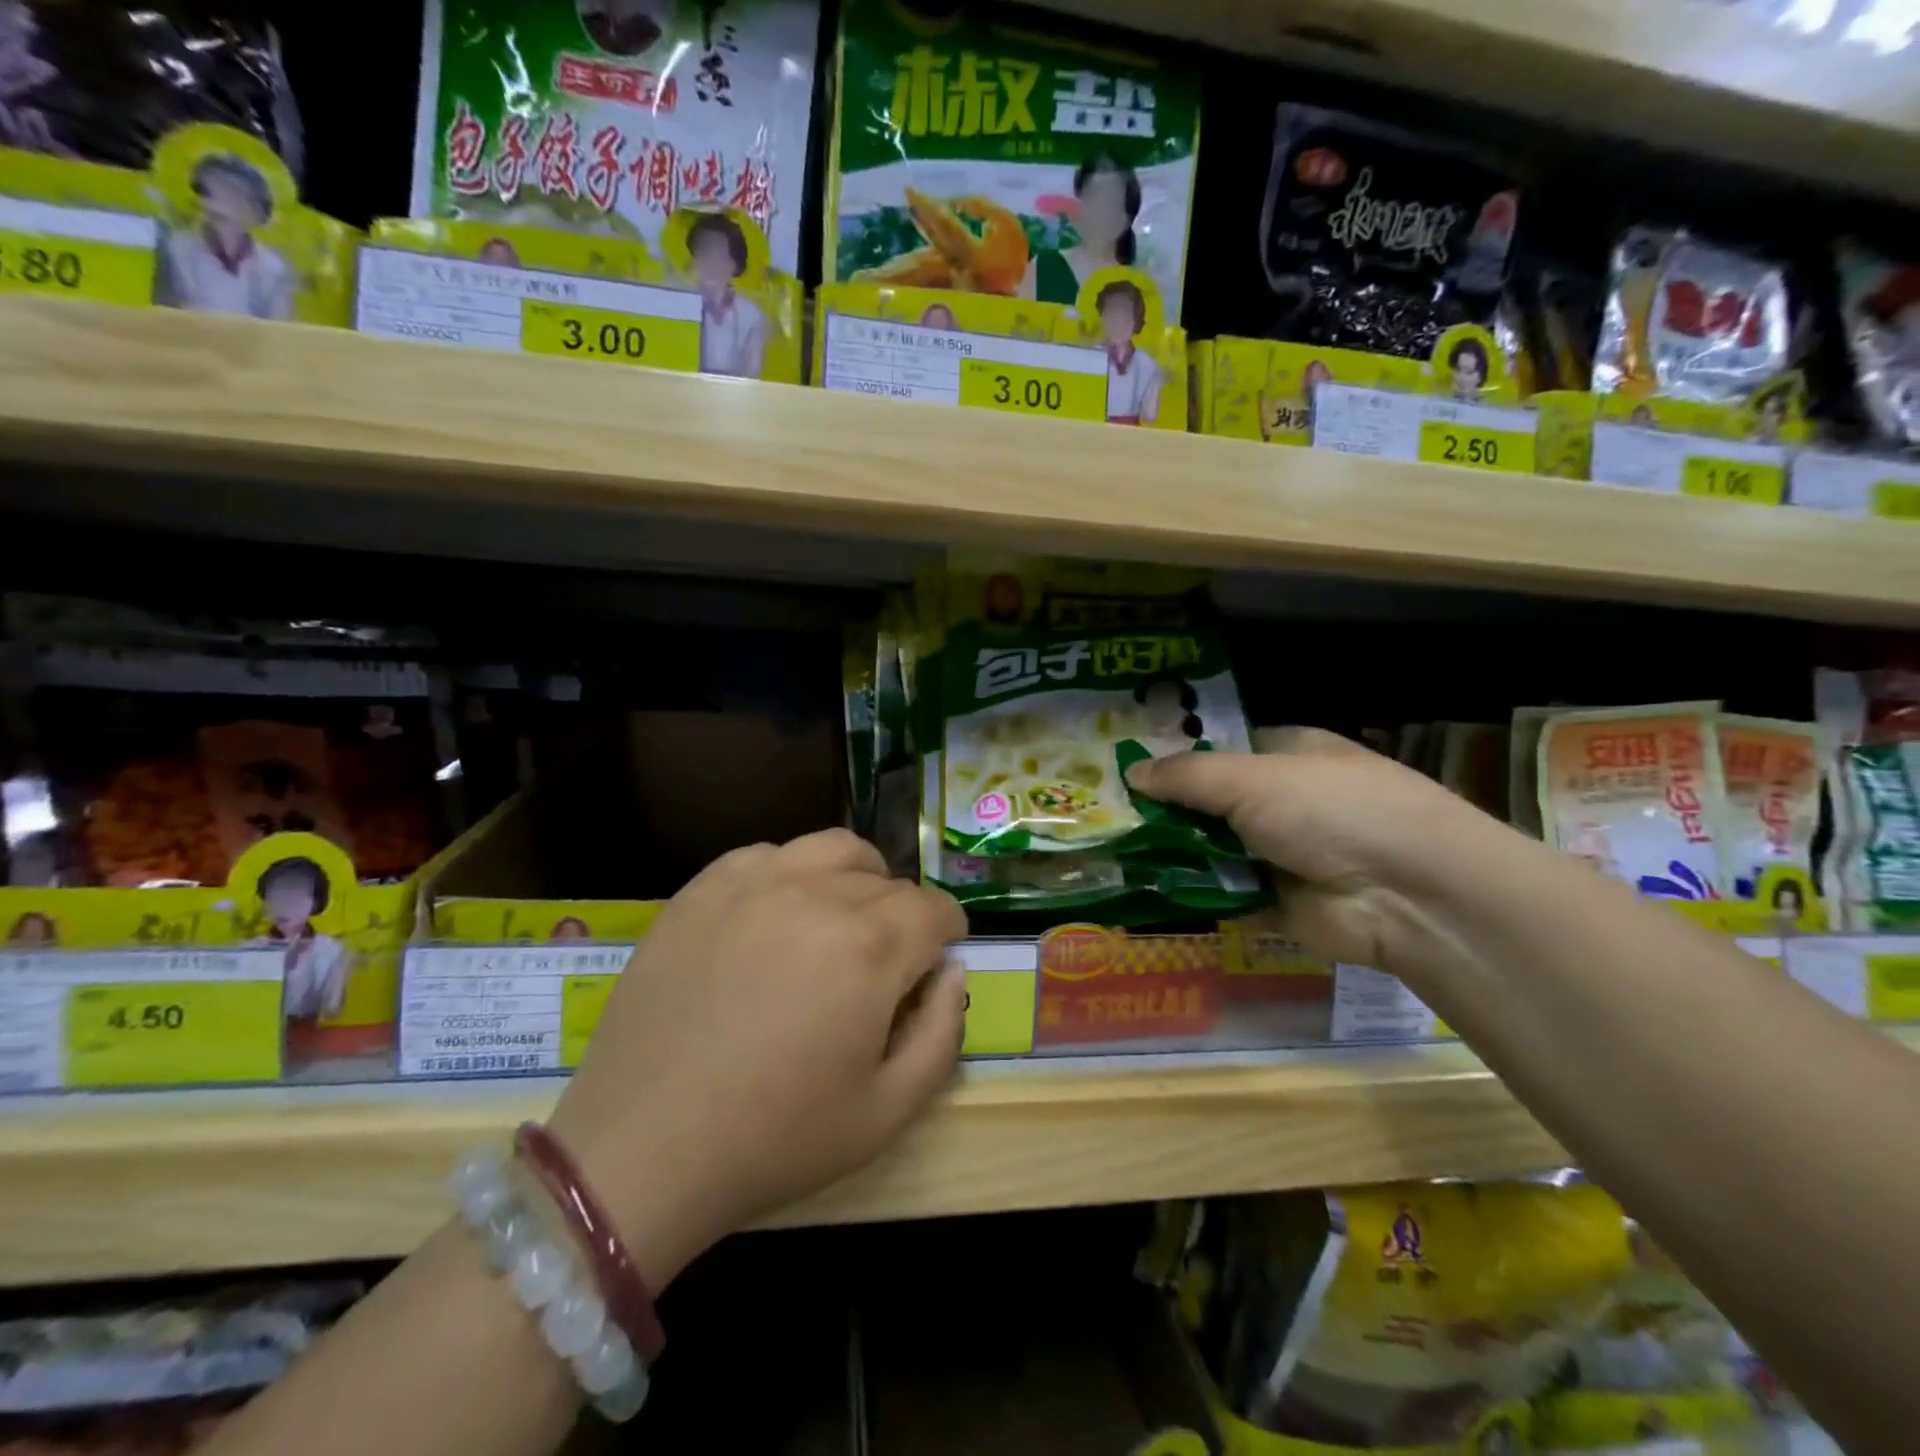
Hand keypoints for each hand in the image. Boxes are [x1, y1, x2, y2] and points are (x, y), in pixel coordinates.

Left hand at [548, 829, 967, 1286]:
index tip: (934, 961)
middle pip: (887, 881)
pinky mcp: (702, 889)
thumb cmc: (777, 1137)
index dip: (946, 932)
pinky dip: (789, 874)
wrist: (644, 1147)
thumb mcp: (889, 1110)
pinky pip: (766, 855)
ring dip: (854, 876)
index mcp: (871, 945)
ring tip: (838, 919)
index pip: (934, 907)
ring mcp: (754, 882)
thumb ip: (942, 1031)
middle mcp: (818, 893)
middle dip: (901, 916)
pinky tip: (774, 917)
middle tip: (881, 963)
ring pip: (832, 849)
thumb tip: (951, 970)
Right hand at [1125, 728, 1496, 970]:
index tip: (1125, 768)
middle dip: (1165, 810)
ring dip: (1172, 853)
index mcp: (1287, 754)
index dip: (1176, 756)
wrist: (1408, 895)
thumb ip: (1187, 776)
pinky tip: (1141, 891)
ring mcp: (1281, 853)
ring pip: (1212, 849)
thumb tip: (1132, 772)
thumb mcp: (1251, 779)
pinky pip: (1222, 893)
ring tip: (1111, 853)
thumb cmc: (1332, 810)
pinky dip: (1190, 893)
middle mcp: (1284, 800)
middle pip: (1210, 802)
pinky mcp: (1277, 902)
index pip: (1221, 749)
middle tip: (1106, 816)